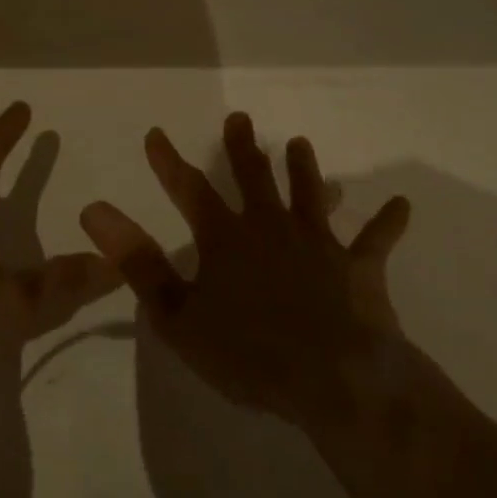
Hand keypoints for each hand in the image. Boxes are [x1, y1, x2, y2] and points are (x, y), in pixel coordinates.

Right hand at [79, 111, 411, 427]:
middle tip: (239, 118)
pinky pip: (375, 241)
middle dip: (241, 147)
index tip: (156, 133)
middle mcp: (270, 227)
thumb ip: (137, 261)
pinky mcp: (357, 267)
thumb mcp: (178, 314)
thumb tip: (94, 210)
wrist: (335, 379)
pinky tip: (402, 205)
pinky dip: (387, 223)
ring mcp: (317, 243)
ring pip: (309, 194)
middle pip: (253, 177)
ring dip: (304, 169)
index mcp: (226, 238)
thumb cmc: (249, 353)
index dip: (168, 161)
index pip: (188, 189)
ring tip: (300, 142)